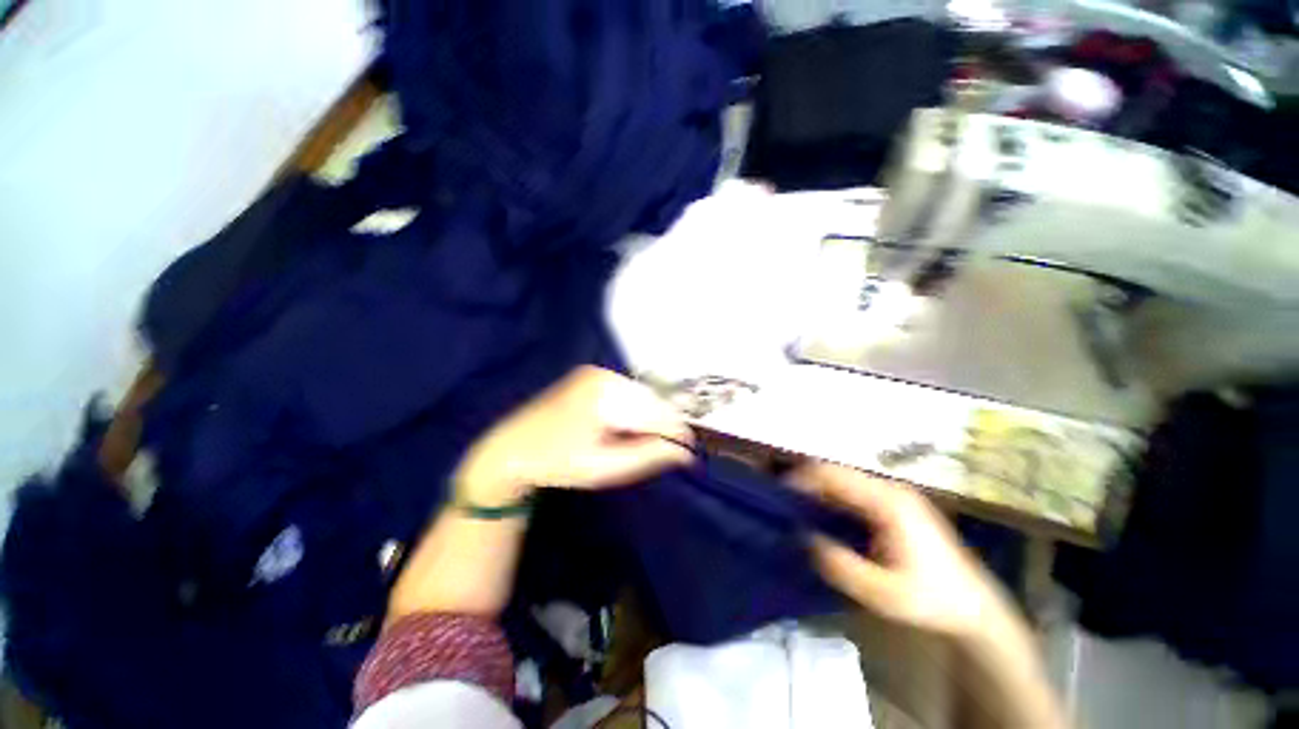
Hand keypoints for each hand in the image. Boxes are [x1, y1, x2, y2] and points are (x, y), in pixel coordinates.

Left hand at [452, 366, 694, 506]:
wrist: (513, 448)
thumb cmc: (557, 464)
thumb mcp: (604, 468)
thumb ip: (646, 457)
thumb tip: (684, 453)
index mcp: (605, 397)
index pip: (655, 413)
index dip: (676, 433)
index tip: (690, 453)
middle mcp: (604, 376)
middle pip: (651, 400)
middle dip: (664, 424)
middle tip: (668, 450)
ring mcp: (597, 372)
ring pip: (641, 394)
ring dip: (650, 416)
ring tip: (645, 440)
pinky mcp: (592, 375)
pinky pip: (628, 391)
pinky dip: (636, 408)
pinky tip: (627, 426)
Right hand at [790, 463, 1011, 636]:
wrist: (976, 609)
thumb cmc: (931, 600)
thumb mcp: (883, 593)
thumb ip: (842, 566)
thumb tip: (804, 537)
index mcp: (888, 502)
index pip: (834, 475)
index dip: (804, 479)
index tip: (780, 493)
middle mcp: (891, 489)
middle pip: (838, 473)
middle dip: (809, 483)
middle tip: (785, 502)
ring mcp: (895, 496)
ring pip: (846, 481)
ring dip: (820, 490)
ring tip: (798, 508)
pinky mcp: (896, 506)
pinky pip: (856, 493)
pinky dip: (835, 499)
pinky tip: (825, 516)